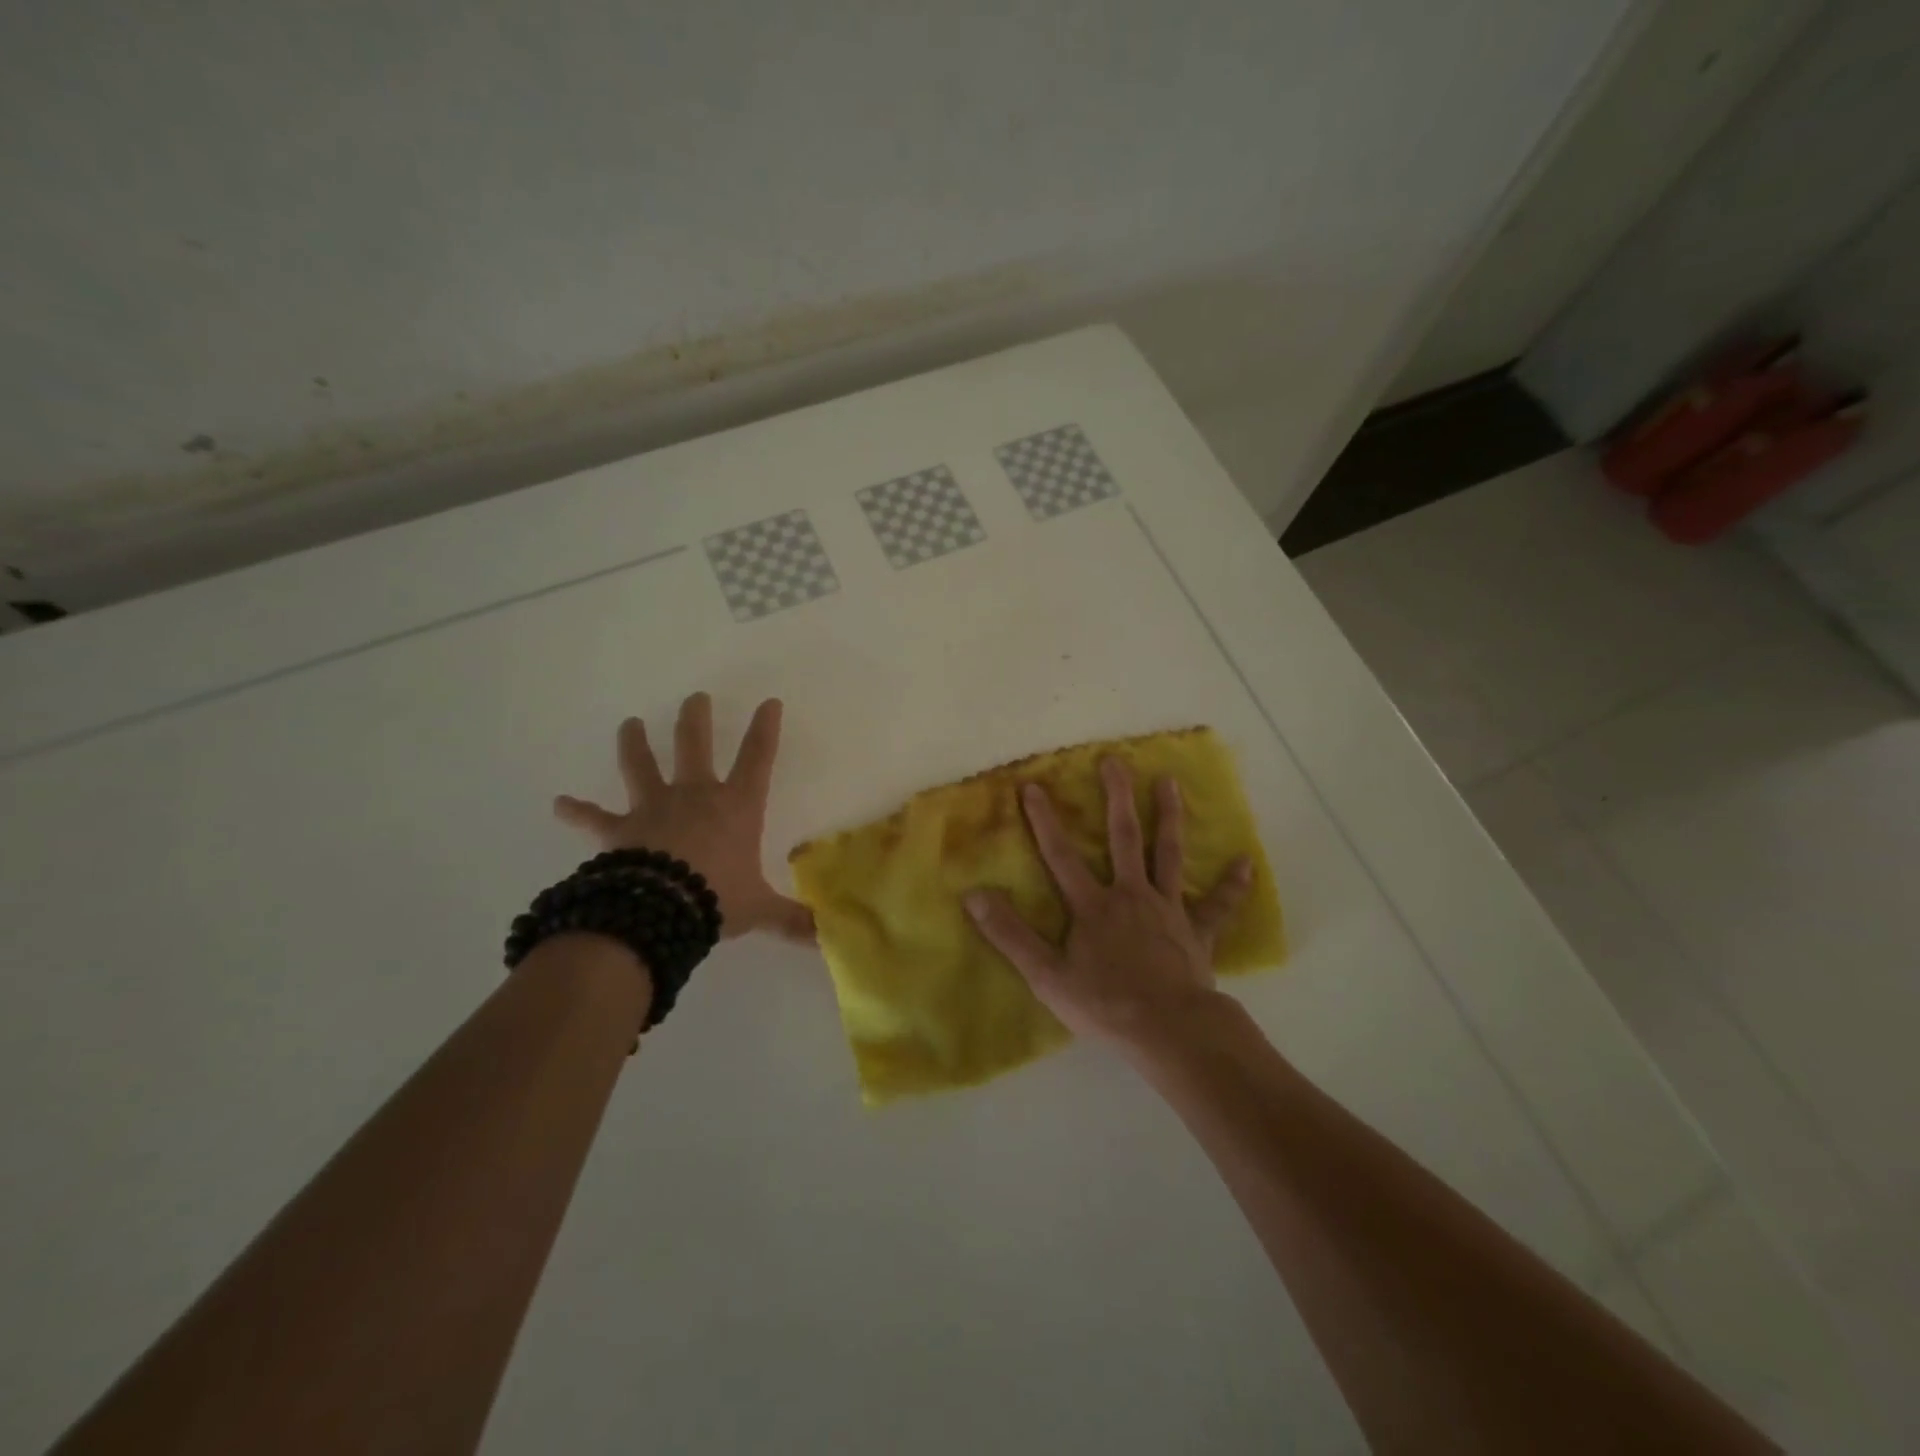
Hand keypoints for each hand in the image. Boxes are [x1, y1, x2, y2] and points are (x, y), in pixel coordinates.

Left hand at [554, 692, 814, 943]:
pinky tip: (558, 804)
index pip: (758, 758)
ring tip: (629, 723)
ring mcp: (654, 808)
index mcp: (736, 806)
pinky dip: (577, 811)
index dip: (764, 729)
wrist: (662, 910)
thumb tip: (824, 937)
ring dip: (634, 743)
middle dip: (695, 719)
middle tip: (694, 698)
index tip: (768, 702)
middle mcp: (695, 796)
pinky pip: (594, 818)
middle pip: (694, 745)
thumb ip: (791, 919)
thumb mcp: (760, 909)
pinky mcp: (620, 830)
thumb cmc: (718, 898)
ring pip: (641, 765)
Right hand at [964, 757, 1250, 1049]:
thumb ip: (1010, 934)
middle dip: (1116, 797)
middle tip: (1115, 761)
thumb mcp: (1046, 975)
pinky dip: (1231, 884)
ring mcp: (1168, 910)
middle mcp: (1131, 895)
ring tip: (1169, 782)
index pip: (1061, 856)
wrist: (1169, 1030)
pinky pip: (1218, 905)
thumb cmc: (1105, 1004)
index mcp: (1094, 906)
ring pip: (1169, 855)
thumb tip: (973, 895)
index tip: (1033, 786)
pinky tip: (1245, 861)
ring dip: (1169, 817)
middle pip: (1123, 838)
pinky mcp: (1197, 932)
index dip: (1045, 821)